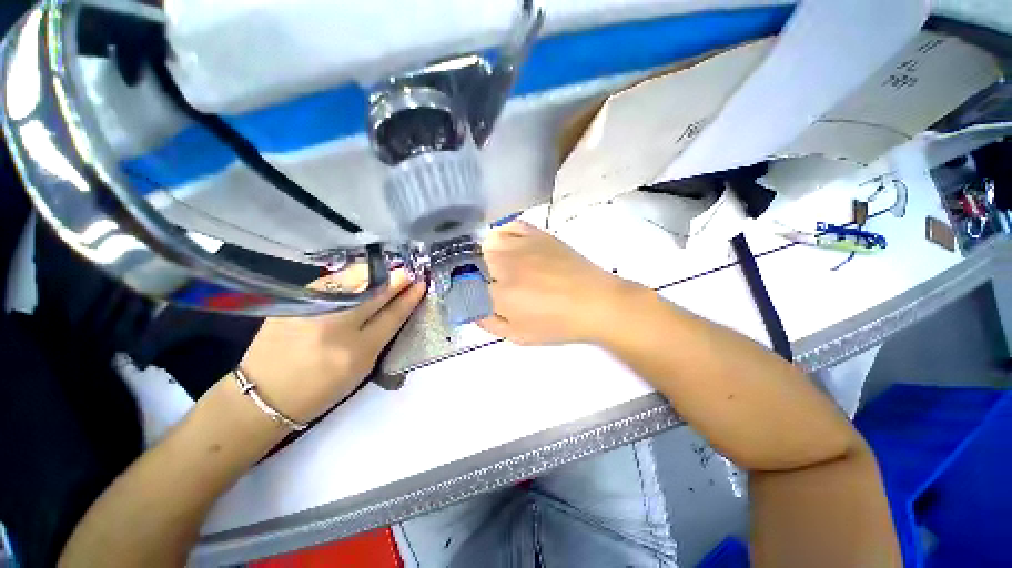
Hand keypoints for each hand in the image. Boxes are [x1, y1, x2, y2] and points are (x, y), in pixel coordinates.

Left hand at [240, 269, 425, 422]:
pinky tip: (362, 274)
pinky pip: (332, 281)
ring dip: (376, 273)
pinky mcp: (295, 301)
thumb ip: (380, 335)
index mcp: (359, 351)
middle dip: (397, 279)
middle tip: (410, 271)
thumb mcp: (361, 368)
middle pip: (376, 293)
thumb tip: (396, 307)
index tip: (421, 284)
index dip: (409, 298)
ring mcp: (314, 310)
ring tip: (390, 269)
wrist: (265, 394)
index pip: (392, 315)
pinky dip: (351, 276)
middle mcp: (337, 326)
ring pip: (354, 281)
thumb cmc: (321, 389)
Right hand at [479, 221, 641, 345]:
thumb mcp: (519, 336)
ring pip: (488, 242)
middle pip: (474, 262)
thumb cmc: (558, 324)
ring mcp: (522, 245)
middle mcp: (505, 265)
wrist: (595, 302)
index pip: (466, 286)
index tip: (473, 295)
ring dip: (489, 255)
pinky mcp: (537, 234)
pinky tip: (512, 246)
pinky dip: (504, 234)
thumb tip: (470, 309)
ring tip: (503, 266)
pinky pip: (509, 226)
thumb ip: (489, 323)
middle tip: (493, 285)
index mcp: (500, 294)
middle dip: (478, 274)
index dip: (466, 291)